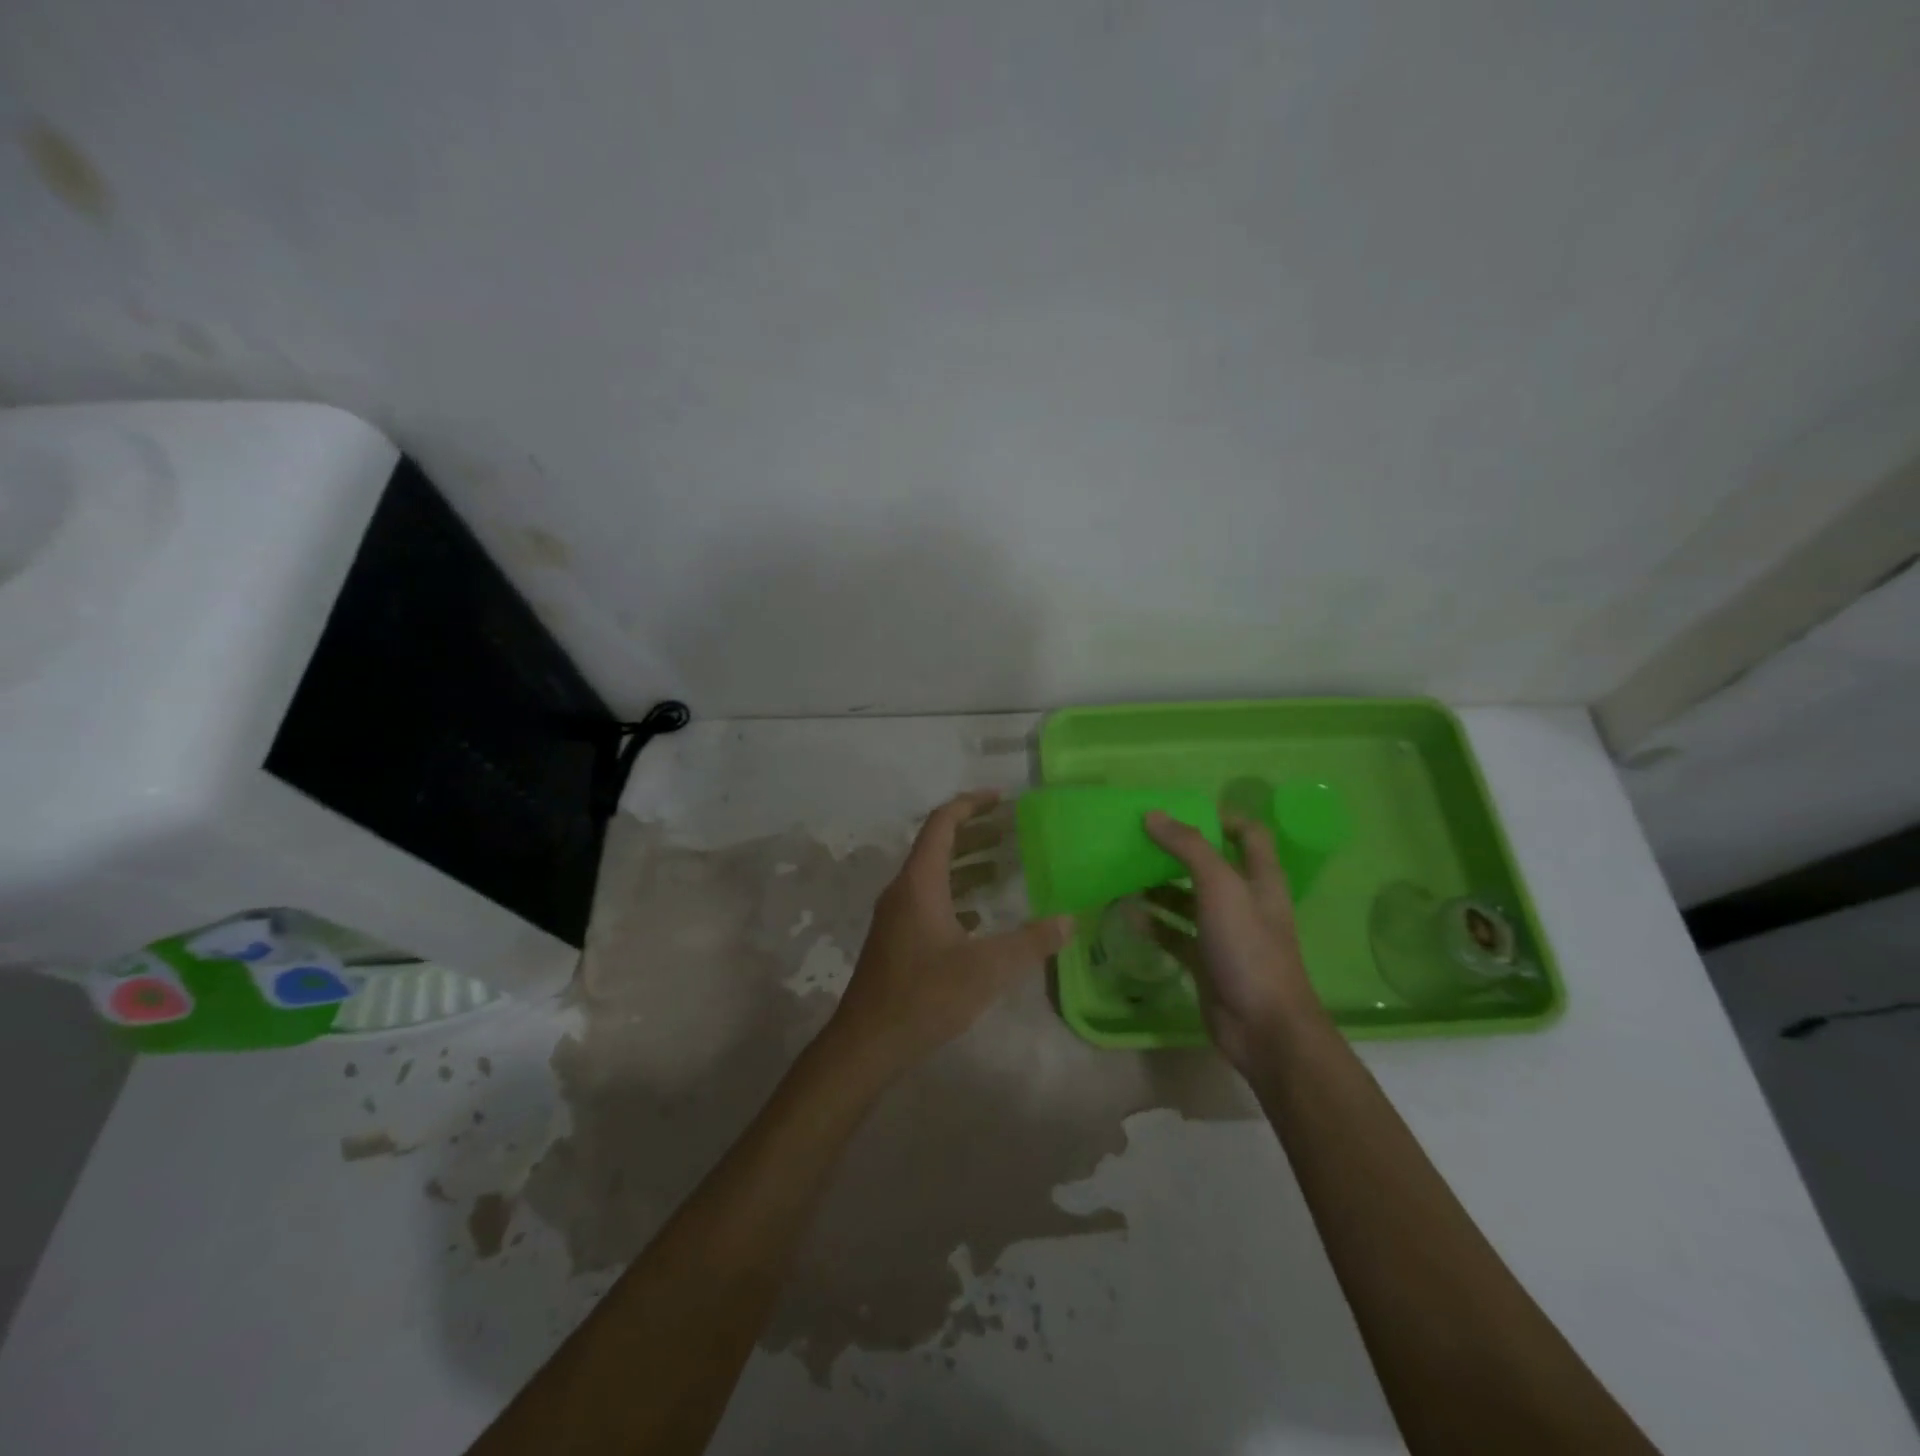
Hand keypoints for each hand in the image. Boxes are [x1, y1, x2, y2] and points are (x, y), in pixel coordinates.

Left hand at [823, 791, 1073, 1083]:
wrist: (868, 1042)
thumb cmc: (925, 996)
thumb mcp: (986, 969)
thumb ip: (1030, 942)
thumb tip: (1069, 920)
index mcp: (919, 883)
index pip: (942, 823)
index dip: (971, 804)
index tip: (1002, 799)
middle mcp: (904, 890)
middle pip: (938, 845)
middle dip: (975, 832)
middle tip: (1012, 829)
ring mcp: (897, 916)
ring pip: (933, 875)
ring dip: (966, 864)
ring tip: (1004, 866)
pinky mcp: (897, 939)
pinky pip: (929, 900)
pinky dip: (957, 895)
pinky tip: (980, 915)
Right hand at [1141, 812, 1323, 1071]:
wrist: (1263, 1027)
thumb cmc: (1248, 947)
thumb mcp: (1220, 887)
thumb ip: (1188, 847)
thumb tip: (1153, 815)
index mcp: (1260, 879)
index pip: (1249, 835)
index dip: (1222, 818)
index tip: (1181, 813)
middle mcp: (1244, 901)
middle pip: (1211, 866)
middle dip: (1178, 852)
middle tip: (1140, 840)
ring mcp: (1225, 933)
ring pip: (1189, 900)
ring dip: (1160, 887)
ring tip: (1125, 874)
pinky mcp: (1206, 961)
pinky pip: (1175, 934)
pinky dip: (1154, 923)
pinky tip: (1127, 914)